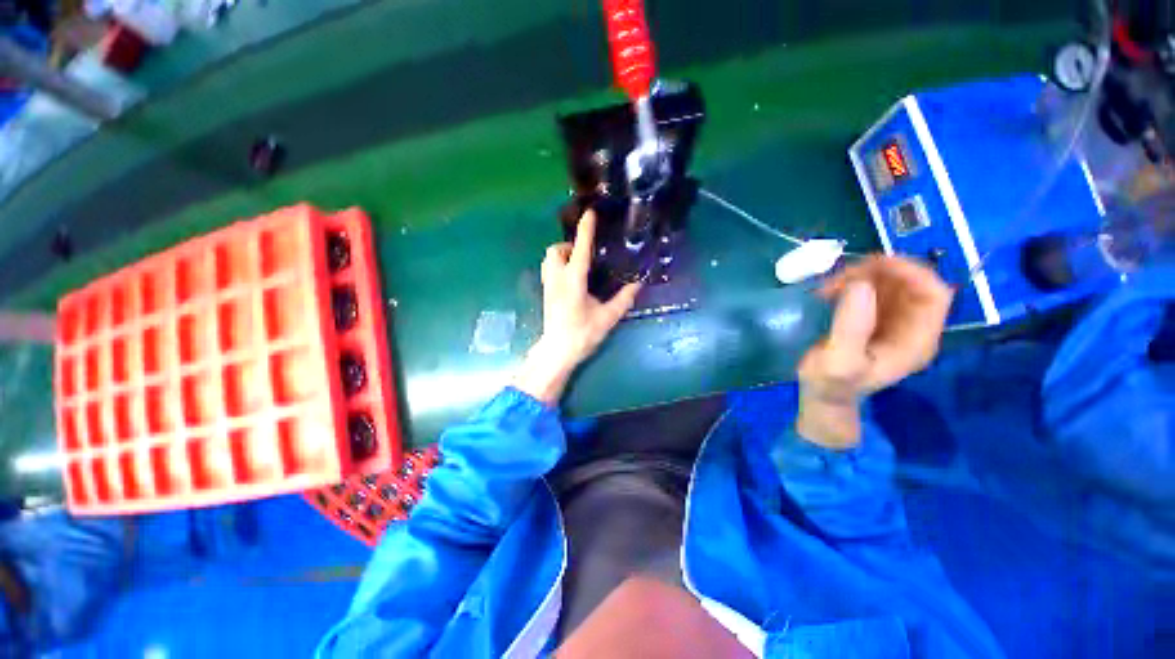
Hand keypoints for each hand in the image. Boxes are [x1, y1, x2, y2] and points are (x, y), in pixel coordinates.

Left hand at [514, 211, 641, 403]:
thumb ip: (623, 299)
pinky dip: (558, 265)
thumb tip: (639, 283)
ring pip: (548, 259)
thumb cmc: (582, 334)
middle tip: (586, 255)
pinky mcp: (545, 293)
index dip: (586, 229)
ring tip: (579, 265)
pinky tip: (571, 278)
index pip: (581, 249)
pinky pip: (548, 269)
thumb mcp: (607, 317)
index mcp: (574, 281)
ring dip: (562, 255)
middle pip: (555, 249)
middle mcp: (557, 278)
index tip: (590, 213)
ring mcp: (548, 285)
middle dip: (569, 245)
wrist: (557, 352)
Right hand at [796, 256, 952, 448]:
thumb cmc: (832, 384)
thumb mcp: (839, 362)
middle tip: (841, 275)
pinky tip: (830, 290)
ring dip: (862, 276)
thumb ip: (851, 328)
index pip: (934, 295)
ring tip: (830, 285)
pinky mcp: (873, 318)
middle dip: (879, 273)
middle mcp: (912, 326)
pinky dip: (852, 283)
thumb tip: (860, 285)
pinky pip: (871, 290)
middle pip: (911, 284)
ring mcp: (893, 321)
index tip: (873, 265)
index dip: (911, 273)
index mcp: (917, 340)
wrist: (822, 395)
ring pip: (890, 283)